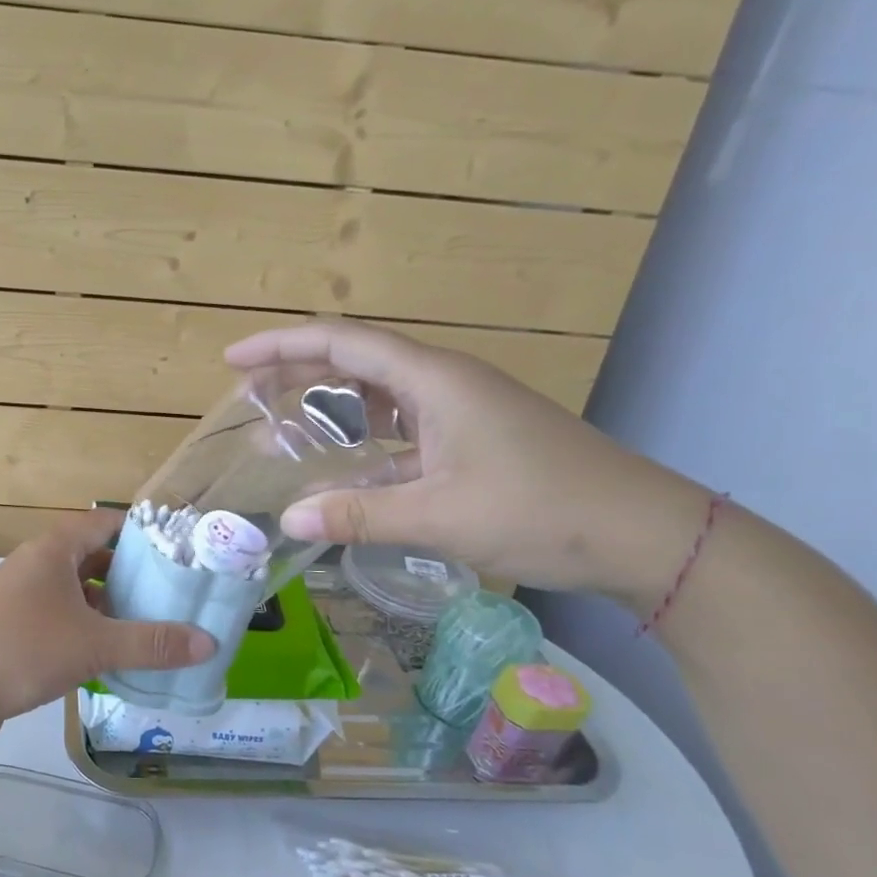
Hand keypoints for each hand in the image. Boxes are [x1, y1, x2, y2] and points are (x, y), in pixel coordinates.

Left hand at [0, 510, 213, 737]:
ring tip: (151, 625)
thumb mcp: (94, 645)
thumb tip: (209, 642)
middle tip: (173, 594)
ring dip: (109, 606)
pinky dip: (86, 629)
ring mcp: (21, 597)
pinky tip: (110, 655)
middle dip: (131, 575)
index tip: (179, 552)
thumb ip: (152, 643)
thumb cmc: (22, 649)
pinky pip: (60, 618)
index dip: (142, 533)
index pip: (105, 524)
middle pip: (93, 558)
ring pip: (76, 592)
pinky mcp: (12, 628)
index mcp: (53, 550)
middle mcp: (36, 565)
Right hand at [225, 321, 711, 609]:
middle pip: (356, 361)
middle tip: (250, 400)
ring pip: (379, 396)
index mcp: (434, 379)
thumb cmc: (542, 510)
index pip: (342, 342)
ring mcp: (461, 410)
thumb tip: (288, 520)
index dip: (282, 346)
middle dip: (298, 375)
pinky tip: (345, 473)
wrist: (643, 534)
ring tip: (286, 436)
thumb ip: (358, 515)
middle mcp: (444, 383)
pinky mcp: (472, 439)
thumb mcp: (439, 516)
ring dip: (331, 411)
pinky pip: (402, 428)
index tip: (233, 362)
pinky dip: (365, 443)